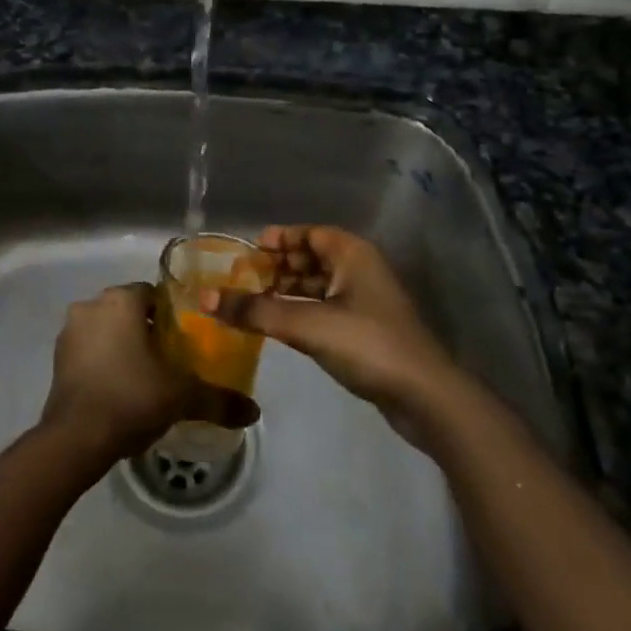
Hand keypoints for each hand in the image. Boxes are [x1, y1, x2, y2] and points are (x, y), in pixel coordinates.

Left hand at [40, 283, 258, 462]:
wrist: (74, 439)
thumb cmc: (131, 398)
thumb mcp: (182, 396)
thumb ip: (219, 399)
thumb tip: (254, 411)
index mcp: (121, 300)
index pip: (153, 294)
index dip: (172, 315)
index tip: (186, 339)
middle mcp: (92, 306)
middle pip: (129, 310)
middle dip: (148, 330)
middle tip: (171, 360)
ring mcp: (69, 332)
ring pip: (107, 329)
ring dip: (123, 345)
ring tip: (146, 377)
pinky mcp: (57, 359)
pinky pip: (89, 350)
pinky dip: (104, 362)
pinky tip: (120, 389)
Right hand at [203, 226, 463, 444]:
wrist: (424, 396)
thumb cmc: (367, 344)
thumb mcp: (306, 324)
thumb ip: (255, 312)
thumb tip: (206, 298)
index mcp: (352, 254)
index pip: (310, 233)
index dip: (279, 239)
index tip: (248, 251)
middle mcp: (360, 270)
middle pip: (312, 258)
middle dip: (278, 266)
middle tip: (243, 279)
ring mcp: (366, 302)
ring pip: (319, 286)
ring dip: (288, 291)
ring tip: (253, 303)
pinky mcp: (366, 331)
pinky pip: (326, 309)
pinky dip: (301, 311)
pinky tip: (279, 326)